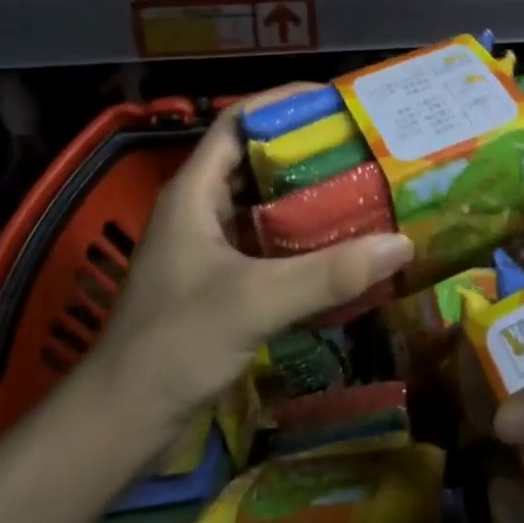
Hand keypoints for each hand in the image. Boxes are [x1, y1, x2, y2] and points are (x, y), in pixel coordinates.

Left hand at [89, 87, 413, 437]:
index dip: (282, 103)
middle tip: (363, 147)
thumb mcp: (255, 301)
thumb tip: (401, 243)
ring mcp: (207, 244)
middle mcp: (199, 207)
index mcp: (194, 191)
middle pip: (256, 158)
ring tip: (361, 187)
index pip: (237, 121)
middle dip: (307, 149)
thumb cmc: (175, 344)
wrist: (122, 419)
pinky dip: (300, 236)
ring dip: (306, 194)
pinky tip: (339, 245)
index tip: (335, 102)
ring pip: (262, 201)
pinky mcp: (218, 278)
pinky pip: (265, 240)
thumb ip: (328, 273)